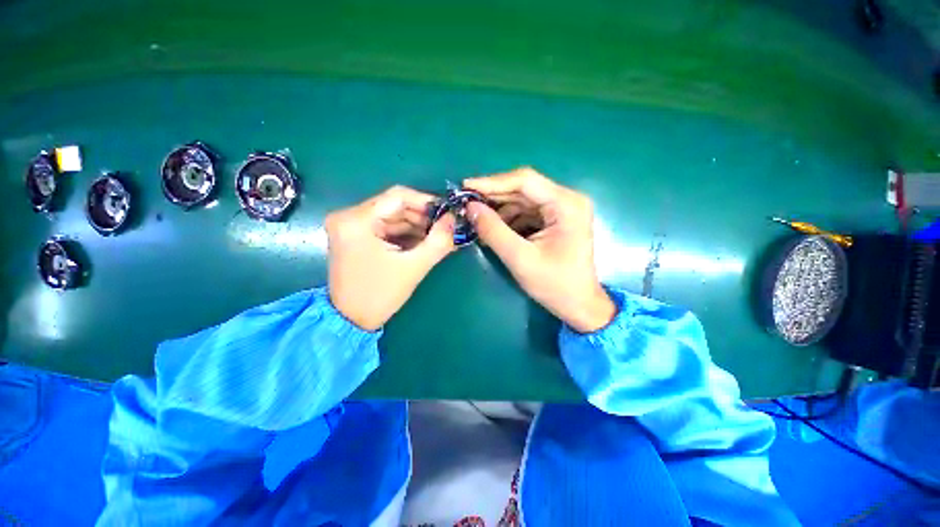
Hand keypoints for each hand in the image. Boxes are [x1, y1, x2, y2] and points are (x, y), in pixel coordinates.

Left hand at [326, 186, 454, 330]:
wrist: (351, 320)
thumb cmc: (380, 294)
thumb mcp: (414, 267)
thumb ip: (438, 241)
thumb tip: (453, 219)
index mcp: (356, 221)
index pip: (398, 196)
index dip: (426, 201)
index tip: (447, 212)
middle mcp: (348, 217)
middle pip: (395, 206)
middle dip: (423, 217)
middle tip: (446, 227)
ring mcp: (350, 226)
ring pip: (392, 216)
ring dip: (416, 226)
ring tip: (439, 237)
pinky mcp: (355, 236)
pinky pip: (386, 227)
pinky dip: (405, 233)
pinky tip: (424, 242)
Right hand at [464, 167, 615, 332]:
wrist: (578, 305)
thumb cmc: (555, 285)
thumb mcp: (520, 258)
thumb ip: (493, 231)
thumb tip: (470, 207)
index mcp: (566, 204)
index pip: (524, 181)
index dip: (492, 182)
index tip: (465, 187)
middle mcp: (566, 200)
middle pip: (523, 189)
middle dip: (493, 197)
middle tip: (465, 203)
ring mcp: (561, 209)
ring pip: (522, 201)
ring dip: (498, 210)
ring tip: (476, 221)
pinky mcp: (555, 220)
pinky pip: (526, 212)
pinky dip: (508, 220)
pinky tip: (492, 230)